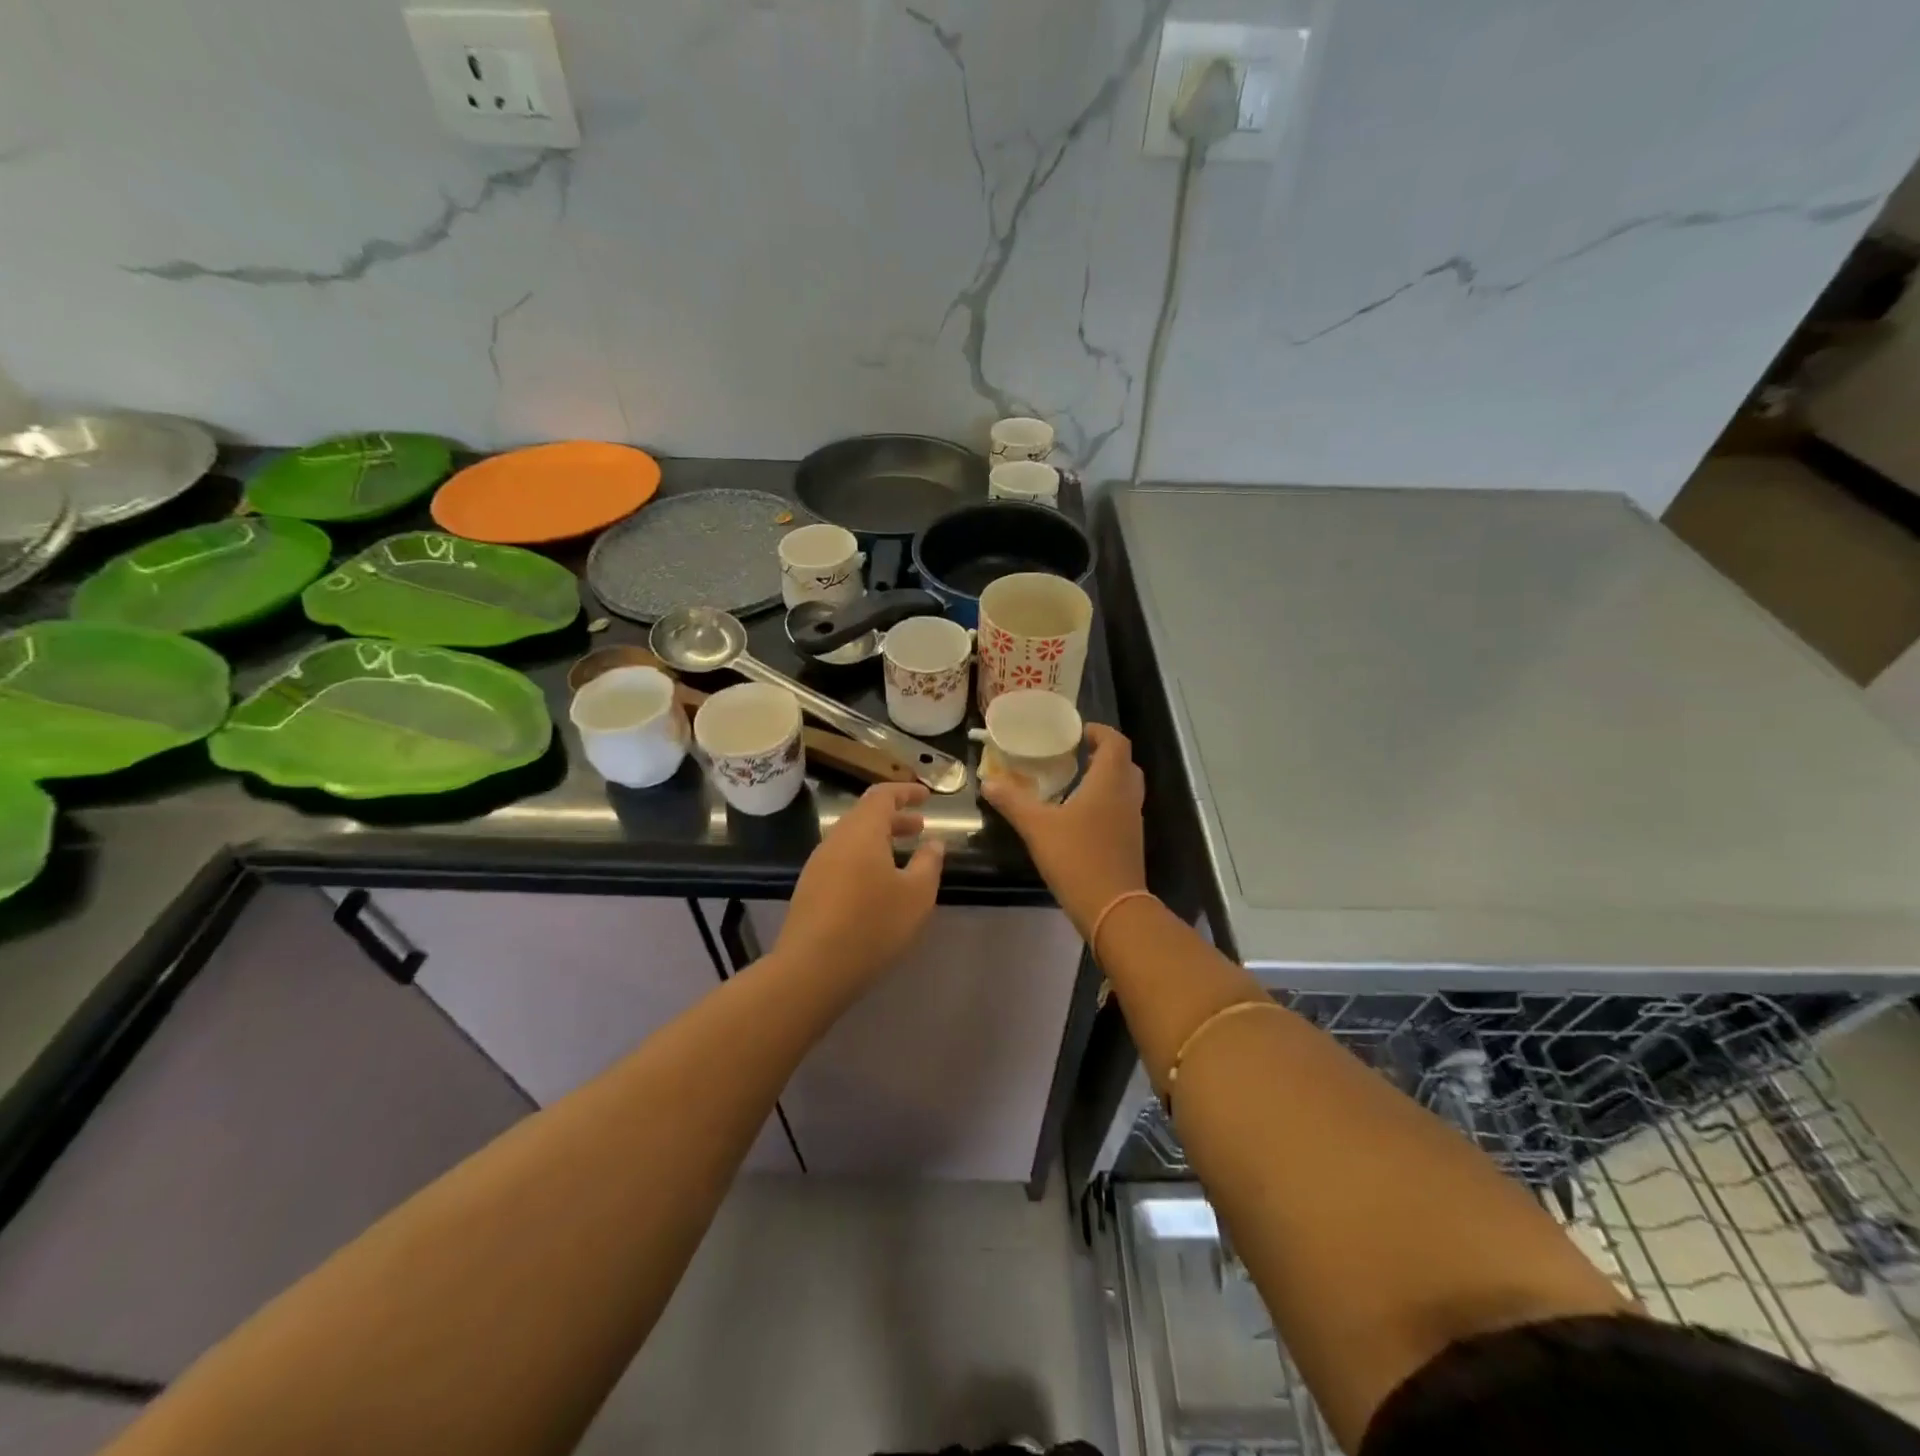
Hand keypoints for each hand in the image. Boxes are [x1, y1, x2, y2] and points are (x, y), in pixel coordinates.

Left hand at [776, 782, 945, 985]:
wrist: (811, 969)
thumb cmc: (872, 925)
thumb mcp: (916, 895)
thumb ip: (929, 863)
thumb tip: (934, 843)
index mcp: (861, 831)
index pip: (883, 795)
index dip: (906, 792)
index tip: (927, 796)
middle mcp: (836, 840)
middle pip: (865, 816)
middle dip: (895, 818)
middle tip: (920, 826)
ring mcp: (818, 865)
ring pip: (852, 840)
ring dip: (879, 840)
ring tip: (903, 855)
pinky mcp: (810, 889)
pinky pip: (842, 860)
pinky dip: (865, 859)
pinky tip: (878, 884)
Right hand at [980, 723, 1146, 935]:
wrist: (1112, 908)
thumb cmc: (1077, 858)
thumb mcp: (1038, 827)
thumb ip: (1013, 802)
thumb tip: (988, 783)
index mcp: (1109, 782)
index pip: (1116, 742)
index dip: (1100, 732)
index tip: (1078, 731)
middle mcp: (1126, 796)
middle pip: (1124, 763)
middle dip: (1103, 753)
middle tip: (1076, 753)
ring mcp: (1132, 820)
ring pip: (1125, 787)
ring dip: (1106, 777)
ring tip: (1075, 780)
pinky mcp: (1130, 842)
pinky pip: (1122, 808)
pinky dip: (1106, 801)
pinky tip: (1081, 815)